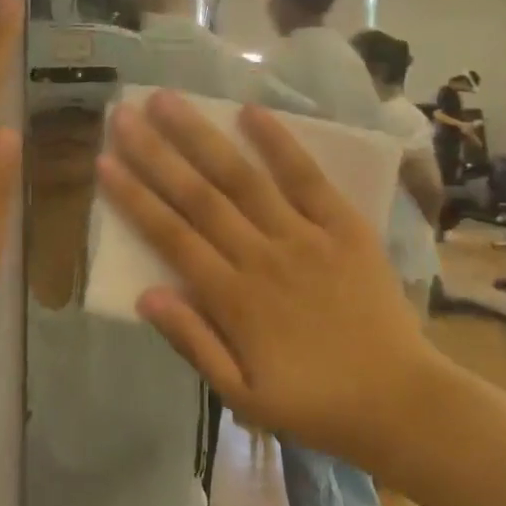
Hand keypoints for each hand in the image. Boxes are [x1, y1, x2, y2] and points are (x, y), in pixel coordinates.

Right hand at [97, 91, 440, 470]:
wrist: (400, 403)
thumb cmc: (315, 405)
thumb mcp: (243, 396)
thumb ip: (193, 343)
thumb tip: (145, 295)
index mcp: (233, 300)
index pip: (171, 236)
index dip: (134, 198)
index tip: (105, 162)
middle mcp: (262, 257)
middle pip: (199, 196)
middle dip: (156, 153)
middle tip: (124, 113)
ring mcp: (305, 237)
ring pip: (243, 178)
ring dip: (203, 137)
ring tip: (169, 100)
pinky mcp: (344, 226)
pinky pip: (308, 178)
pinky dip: (280, 144)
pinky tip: (252, 111)